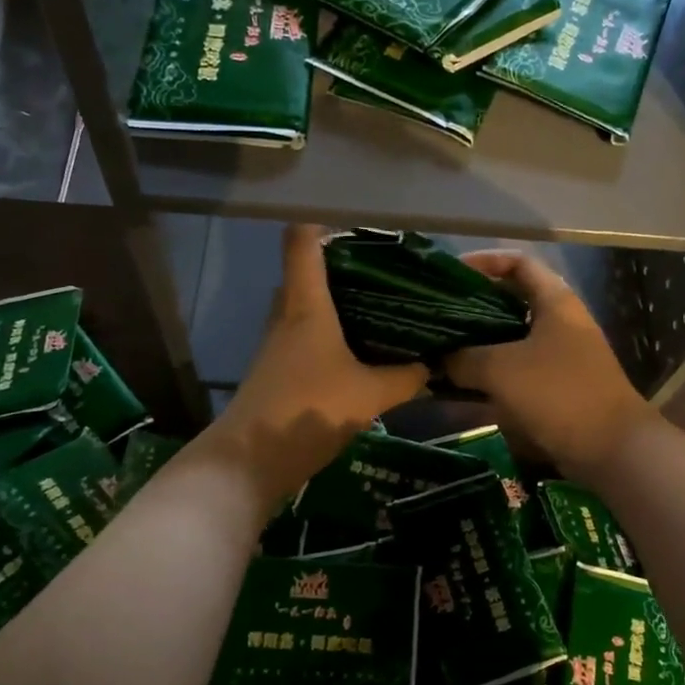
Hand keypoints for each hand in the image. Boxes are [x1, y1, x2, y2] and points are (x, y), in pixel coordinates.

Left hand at [206, 225, 428, 502]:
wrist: (251, 461)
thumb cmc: (309, 410)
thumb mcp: (370, 394)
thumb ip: (405, 377)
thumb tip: (433, 365)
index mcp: (306, 304)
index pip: (302, 241)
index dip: (324, 223)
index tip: (359, 225)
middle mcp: (287, 314)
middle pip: (307, 272)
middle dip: (343, 268)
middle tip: (386, 274)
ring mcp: (278, 343)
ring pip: (308, 307)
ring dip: (338, 304)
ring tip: (382, 308)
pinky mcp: (278, 369)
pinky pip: (306, 336)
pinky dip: (331, 334)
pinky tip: (361, 352)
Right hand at [444, 250, 655, 477]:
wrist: (612, 450)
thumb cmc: (559, 394)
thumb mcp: (502, 370)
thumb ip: (464, 359)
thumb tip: (437, 359)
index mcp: (555, 302)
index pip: (518, 263)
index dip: (484, 261)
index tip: (450, 274)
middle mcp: (559, 323)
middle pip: (510, 302)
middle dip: (473, 308)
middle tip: (437, 316)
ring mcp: (559, 357)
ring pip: (510, 340)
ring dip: (477, 346)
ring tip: (440, 351)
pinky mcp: (555, 388)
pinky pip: (515, 373)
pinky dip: (489, 376)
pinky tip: (459, 387)